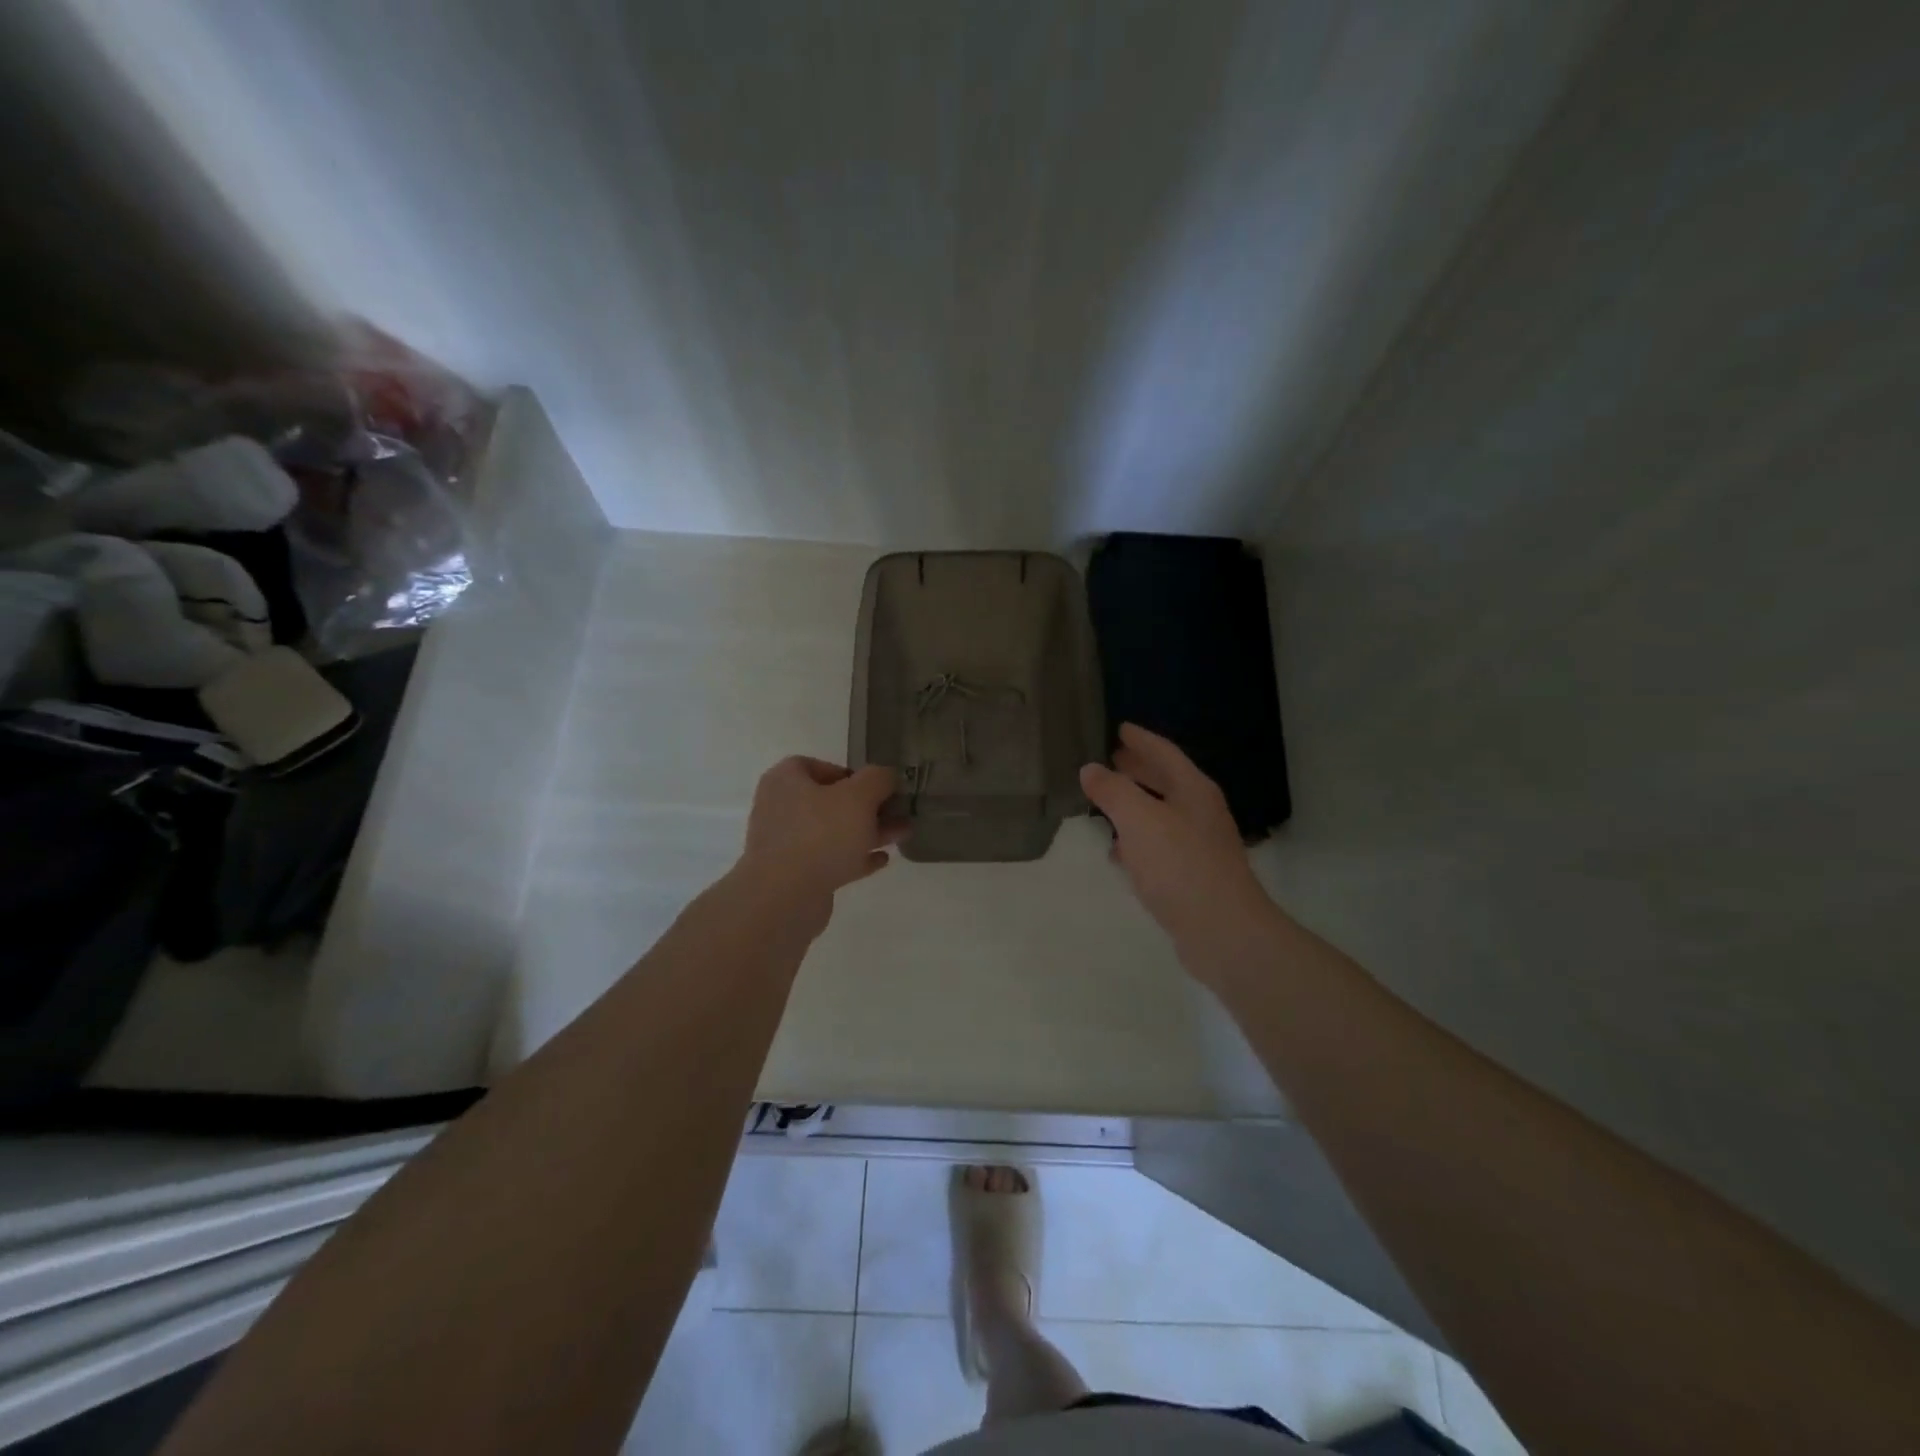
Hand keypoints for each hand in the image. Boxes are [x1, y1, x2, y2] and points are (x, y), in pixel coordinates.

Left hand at [736, 757, 906, 928]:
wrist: (785, 897)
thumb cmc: (821, 834)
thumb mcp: (859, 796)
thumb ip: (878, 779)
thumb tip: (887, 776)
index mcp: (785, 780)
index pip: (817, 766)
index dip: (850, 774)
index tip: (876, 788)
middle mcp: (780, 808)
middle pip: (830, 801)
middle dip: (868, 807)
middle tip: (898, 814)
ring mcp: (785, 844)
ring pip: (832, 832)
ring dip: (867, 832)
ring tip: (900, 836)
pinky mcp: (794, 875)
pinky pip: (829, 859)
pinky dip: (854, 858)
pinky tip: (881, 860)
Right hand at [1080, 724, 1275, 965]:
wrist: (1223, 932)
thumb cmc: (1181, 866)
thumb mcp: (1139, 820)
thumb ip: (1113, 791)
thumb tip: (1090, 769)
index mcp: (1193, 790)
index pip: (1164, 753)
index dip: (1141, 739)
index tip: (1119, 727)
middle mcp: (1200, 812)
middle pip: (1166, 781)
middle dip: (1138, 769)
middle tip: (1110, 758)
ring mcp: (1199, 845)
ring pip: (1161, 814)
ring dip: (1135, 805)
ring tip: (1106, 801)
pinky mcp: (1192, 876)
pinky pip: (1159, 846)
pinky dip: (1137, 840)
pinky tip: (1118, 851)